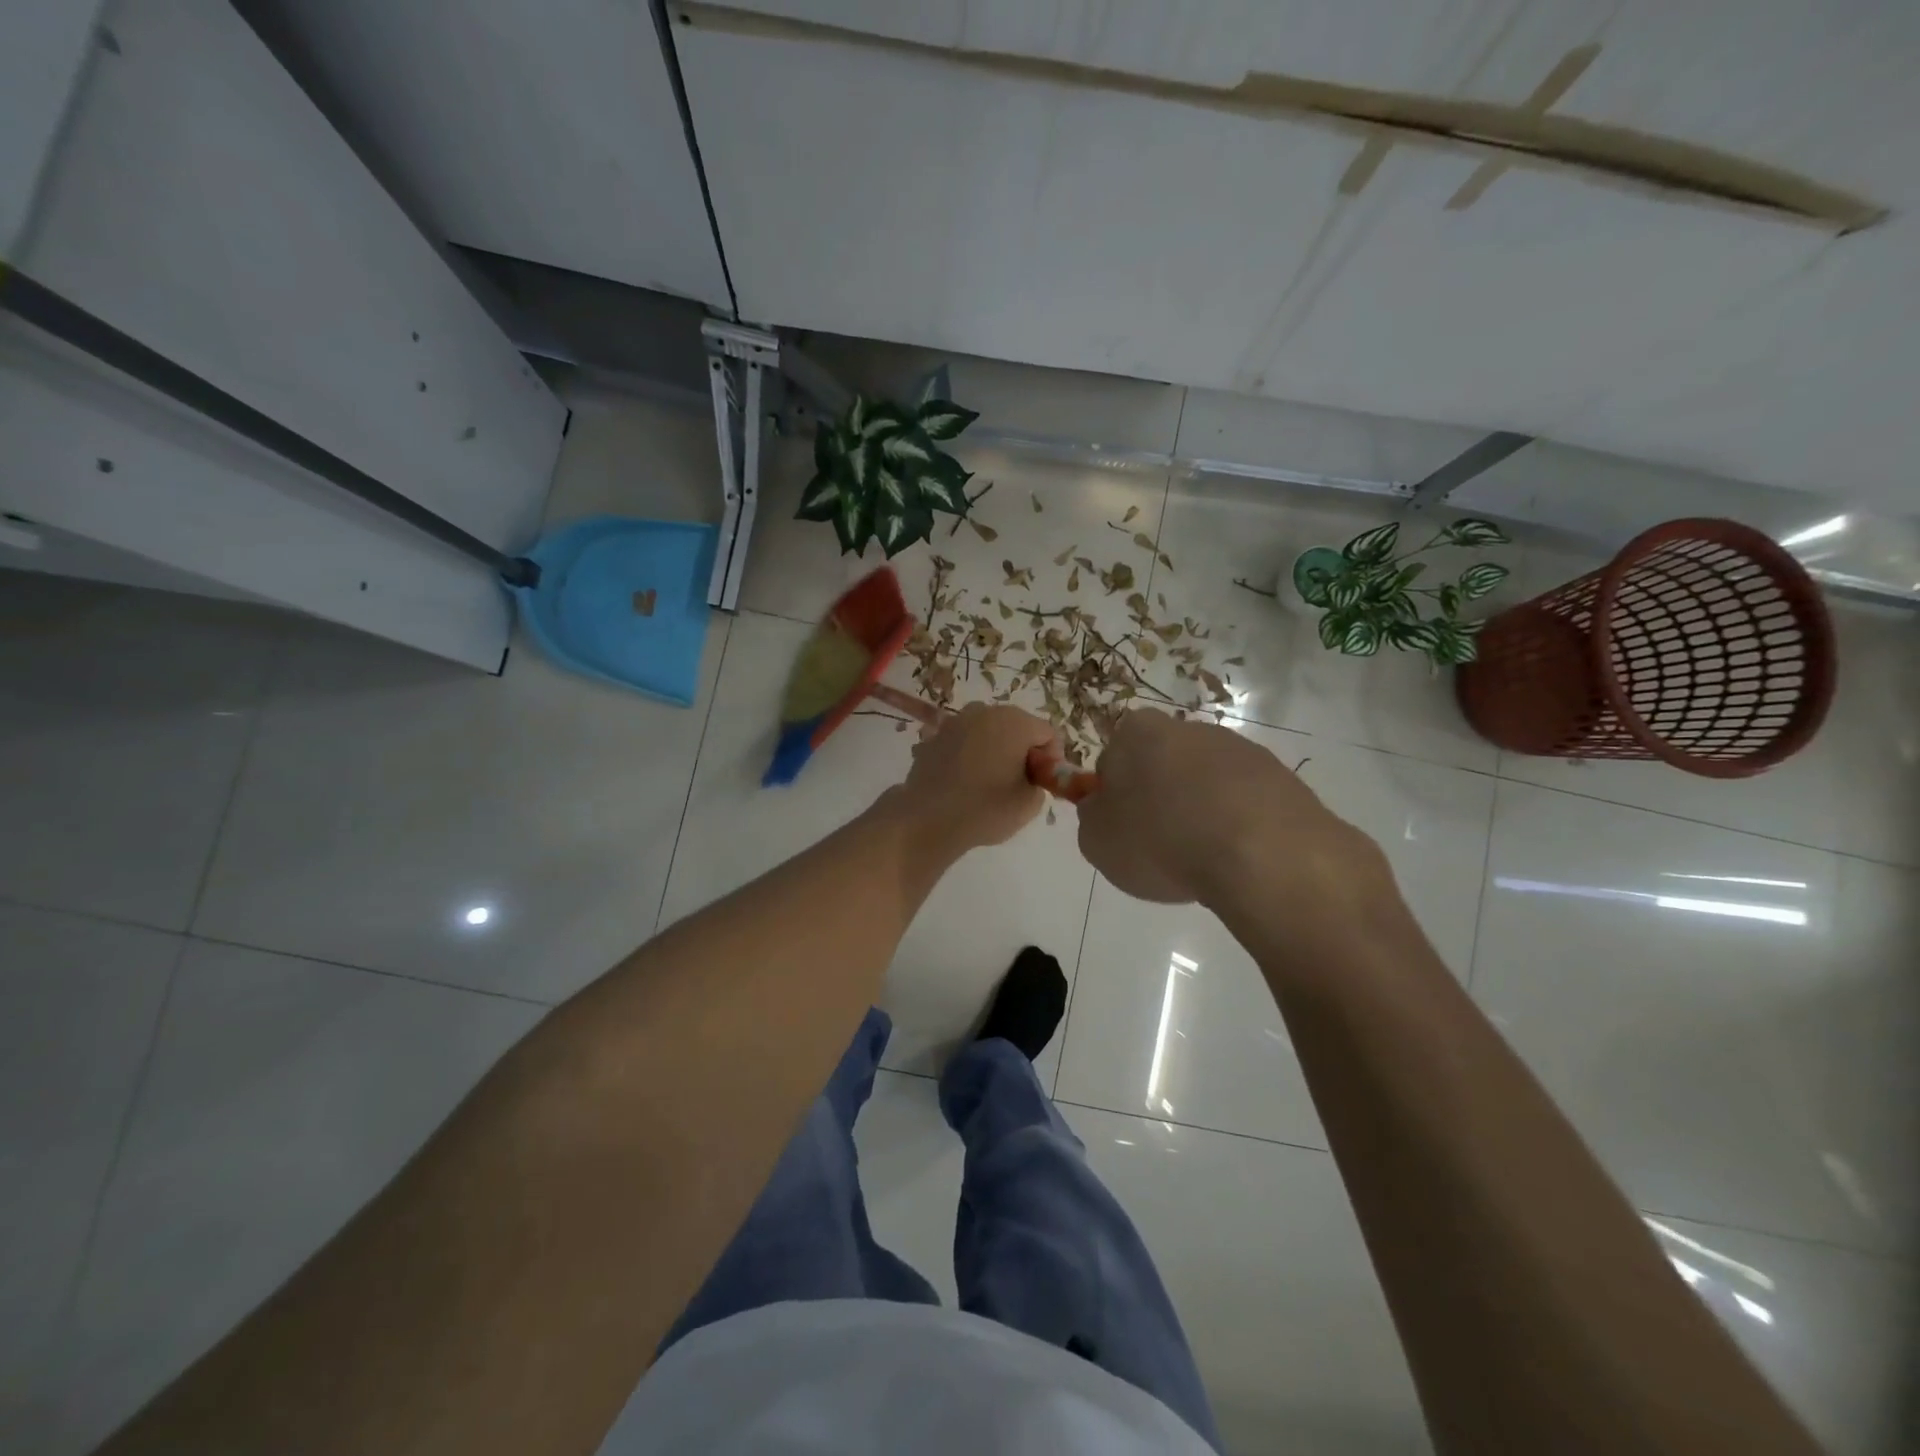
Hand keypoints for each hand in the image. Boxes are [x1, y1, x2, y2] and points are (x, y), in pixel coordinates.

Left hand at [891, 703, 1054, 854]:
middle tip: (1020, 782)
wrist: (927, 819)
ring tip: (992, 780)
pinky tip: (966, 780)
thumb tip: (1030, 775)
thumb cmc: (985, 809)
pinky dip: (972, 754)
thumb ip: (1040, 782)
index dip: (1052, 758)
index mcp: (1015, 722)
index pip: (1048, 733)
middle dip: (1024, 750)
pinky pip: (965, 741)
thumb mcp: (1029, 803)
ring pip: (990, 731)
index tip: (1044, 782)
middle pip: (1018, 727)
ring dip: (997, 749)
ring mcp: (956, 721)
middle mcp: (985, 711)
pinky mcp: (935, 735)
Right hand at [1078, 709, 1391, 921]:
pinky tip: (1237, 858)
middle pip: (1162, 765)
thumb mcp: (1097, 842)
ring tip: (1203, 859)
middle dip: (1159, 799)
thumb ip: (1092, 819)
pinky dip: (1237, 825)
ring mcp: (1240, 749)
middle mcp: (1190, 728)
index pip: (1113, 758)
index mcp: (1138, 732)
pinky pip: (1245, 803)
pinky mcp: (1281, 777)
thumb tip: (1103, 810)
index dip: (1114, 795)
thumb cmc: (1161, 840)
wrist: (1261, 855)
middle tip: (1160, 846)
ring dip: (1201, 812)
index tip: (1123, 828)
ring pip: (1206, 783)